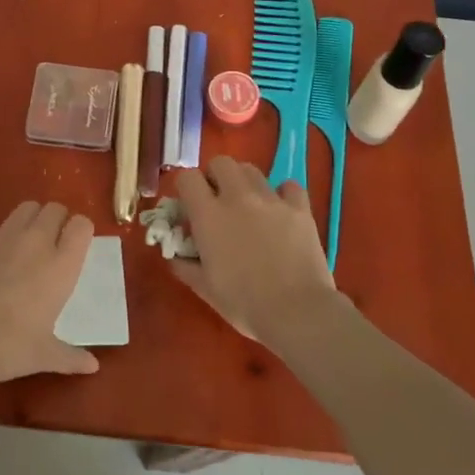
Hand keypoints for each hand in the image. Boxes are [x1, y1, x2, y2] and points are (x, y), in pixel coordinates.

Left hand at [0, 201, 100, 390]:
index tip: (74, 245)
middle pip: (54, 209)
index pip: (82, 225)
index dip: (79, 230)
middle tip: (48, 243)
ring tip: (19, 243)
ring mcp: (3, 235)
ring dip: (27, 220)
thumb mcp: (45, 355)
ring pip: (24, 208)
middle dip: (55, 220)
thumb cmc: (9, 349)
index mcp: (62, 265)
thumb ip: (71, 356)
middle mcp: (36, 241)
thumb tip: (93, 367)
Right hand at [171, 157, 342, 345]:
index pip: (187, 177)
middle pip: (221, 162)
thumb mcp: (205, 288)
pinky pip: (288, 186)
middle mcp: (238, 197)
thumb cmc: (244, 303)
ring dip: (244, 183)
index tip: (189, 206)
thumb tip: (175, 254)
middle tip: (218, 201)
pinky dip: (282, 194)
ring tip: (248, 206)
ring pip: (252, 170)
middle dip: (215, 176)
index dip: (185, 188)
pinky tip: (281, 212)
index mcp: (209, 215)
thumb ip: (184, 265)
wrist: (298, 312)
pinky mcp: (300, 208)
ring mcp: (271, 199)